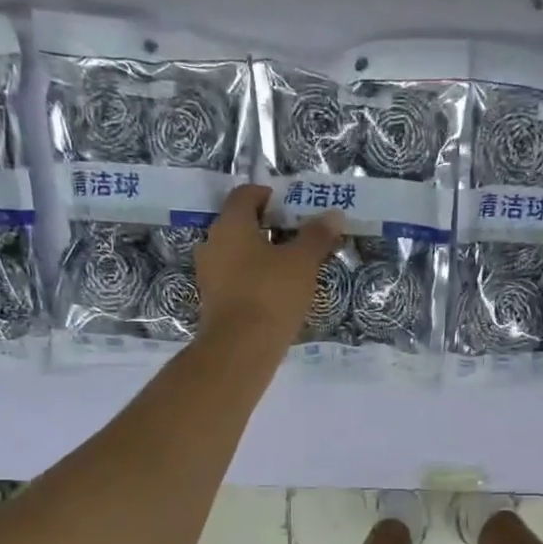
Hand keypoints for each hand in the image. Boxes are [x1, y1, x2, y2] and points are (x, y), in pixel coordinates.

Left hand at [195, 185, 343, 343]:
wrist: (240, 349)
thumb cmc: (270, 294)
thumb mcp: (302, 262)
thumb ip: (317, 236)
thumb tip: (333, 215)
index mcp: (231, 224)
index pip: (245, 195)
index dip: (268, 195)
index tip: (291, 206)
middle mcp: (213, 244)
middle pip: (240, 224)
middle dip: (268, 227)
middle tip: (297, 237)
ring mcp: (209, 275)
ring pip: (237, 254)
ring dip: (261, 256)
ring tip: (291, 268)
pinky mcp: (213, 302)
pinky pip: (235, 279)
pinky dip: (254, 279)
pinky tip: (276, 293)